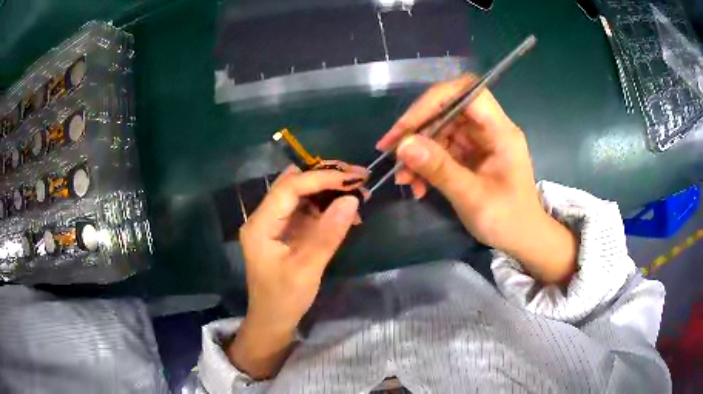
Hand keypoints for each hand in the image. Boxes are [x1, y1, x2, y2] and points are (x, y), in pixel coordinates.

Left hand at [227, 164, 365, 378]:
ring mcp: (275, 225)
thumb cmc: (284, 299)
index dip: (321, 178)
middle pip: (294, 185)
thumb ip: (328, 233)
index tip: (352, 178)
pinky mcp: (286, 233)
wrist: (273, 321)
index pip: (290, 187)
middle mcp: (264, 218)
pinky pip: (306, 212)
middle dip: (326, 178)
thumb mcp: (307, 268)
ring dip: (329, 191)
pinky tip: (347, 213)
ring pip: (302, 196)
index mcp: (260, 224)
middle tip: (358, 177)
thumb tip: (352, 199)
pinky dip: (327, 208)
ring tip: (358, 193)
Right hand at [377, 75, 577, 283]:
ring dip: (418, 151)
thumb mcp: (472, 197)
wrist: (523, 238)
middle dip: (418, 129)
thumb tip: (403, 145)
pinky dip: (426, 164)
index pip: (467, 93)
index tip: (407, 126)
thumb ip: (440, 169)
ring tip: (402, 177)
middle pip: (448, 110)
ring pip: (441, 131)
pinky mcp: (471, 155)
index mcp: (501, 131)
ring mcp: (480, 142)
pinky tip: (416, 185)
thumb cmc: (507, 220)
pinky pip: (442, 150)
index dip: (434, 100)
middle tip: (391, 151)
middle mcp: (489, 129)